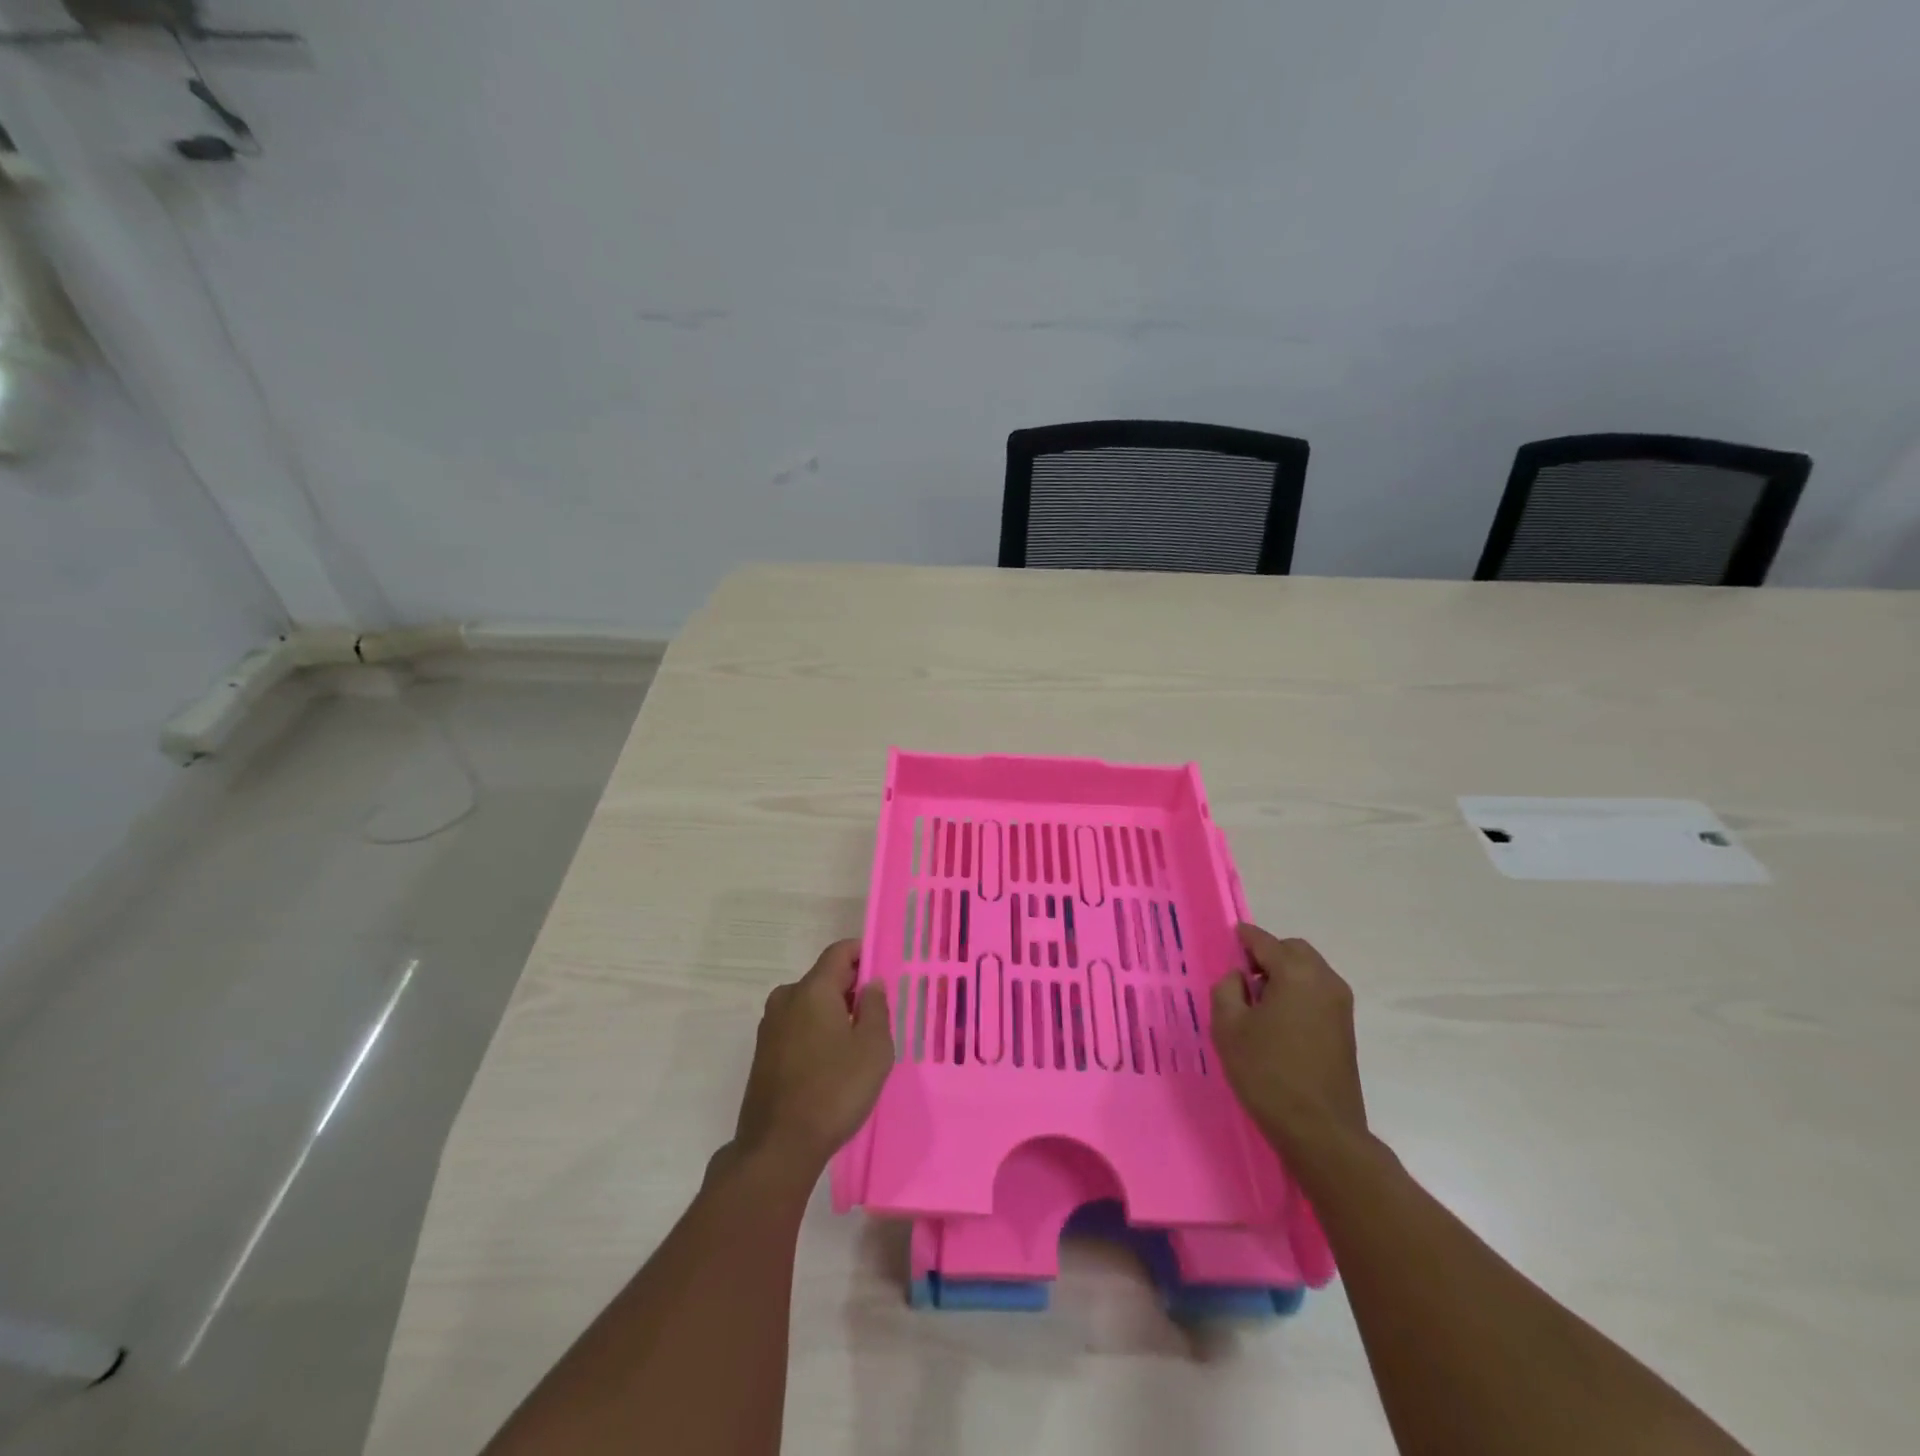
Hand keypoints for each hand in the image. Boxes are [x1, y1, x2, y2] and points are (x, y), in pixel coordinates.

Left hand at [729, 940, 893, 1176]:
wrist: (778, 1147)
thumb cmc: (834, 1090)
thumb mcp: (873, 1048)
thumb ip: (876, 1007)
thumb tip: (871, 983)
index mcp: (813, 989)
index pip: (839, 951)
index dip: (863, 953)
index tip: (884, 970)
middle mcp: (786, 998)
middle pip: (824, 977)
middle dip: (852, 987)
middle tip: (878, 1012)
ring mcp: (770, 1026)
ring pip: (810, 1003)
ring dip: (834, 1012)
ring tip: (858, 1041)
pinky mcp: (764, 1053)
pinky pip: (797, 1026)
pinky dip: (817, 1031)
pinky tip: (833, 1061)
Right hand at [1211, 924, 1366, 1153]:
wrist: (1320, 1130)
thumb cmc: (1267, 1073)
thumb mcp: (1229, 1027)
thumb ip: (1227, 989)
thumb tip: (1239, 977)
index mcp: (1296, 973)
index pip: (1265, 941)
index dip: (1244, 937)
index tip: (1230, 938)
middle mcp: (1325, 980)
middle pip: (1293, 950)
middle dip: (1268, 954)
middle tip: (1243, 975)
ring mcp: (1340, 1005)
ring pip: (1309, 970)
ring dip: (1284, 974)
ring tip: (1258, 1001)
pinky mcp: (1346, 1028)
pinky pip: (1317, 992)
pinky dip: (1298, 991)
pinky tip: (1278, 1019)